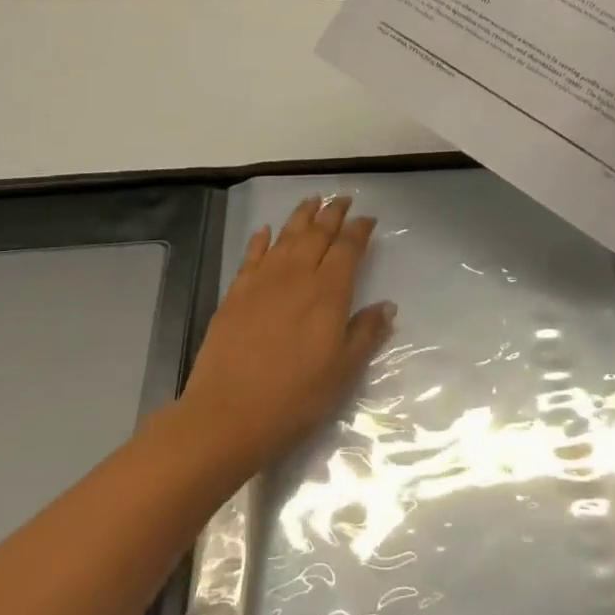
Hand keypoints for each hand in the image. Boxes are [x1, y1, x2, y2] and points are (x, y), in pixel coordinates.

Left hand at [178, 195, 394, 477]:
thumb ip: (366, 333)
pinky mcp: (236, 293)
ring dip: (301, 215)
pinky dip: (261, 238)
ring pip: (286, 236)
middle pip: (317, 233)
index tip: (368, 219)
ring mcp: (262, 281)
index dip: (359, 230)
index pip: (348, 248)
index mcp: (328, 292)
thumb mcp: (343, 372)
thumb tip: (387, 305)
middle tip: (342, 199)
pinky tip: (265, 230)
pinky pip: (252, 255)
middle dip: (332, 213)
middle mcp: (297, 275)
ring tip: (311, 200)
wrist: (227, 415)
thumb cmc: (295, 398)